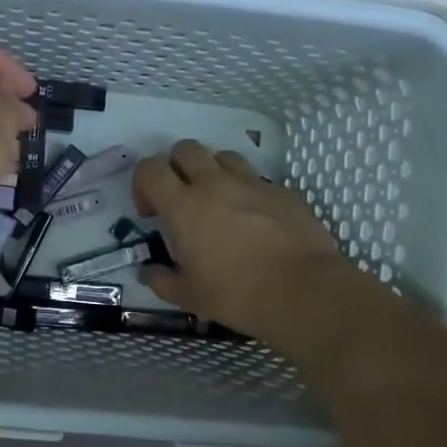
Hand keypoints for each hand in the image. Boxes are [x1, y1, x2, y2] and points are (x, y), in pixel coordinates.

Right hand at [133, 140, 347, 341]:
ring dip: (212, 172)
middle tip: (181, 200)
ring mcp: (252, 183)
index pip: (150, 168)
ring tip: (218, 202)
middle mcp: (215, 184)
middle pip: (185, 149)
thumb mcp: (188, 296)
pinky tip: (253, 219)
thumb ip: (162, 280)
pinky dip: (246, 191)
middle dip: (176, 168)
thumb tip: (149, 272)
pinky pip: (256, 178)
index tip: (152, 213)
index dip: (143, 184)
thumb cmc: (237, 295)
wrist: (303, 291)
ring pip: (222, 156)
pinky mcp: (282, 191)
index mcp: (184, 206)